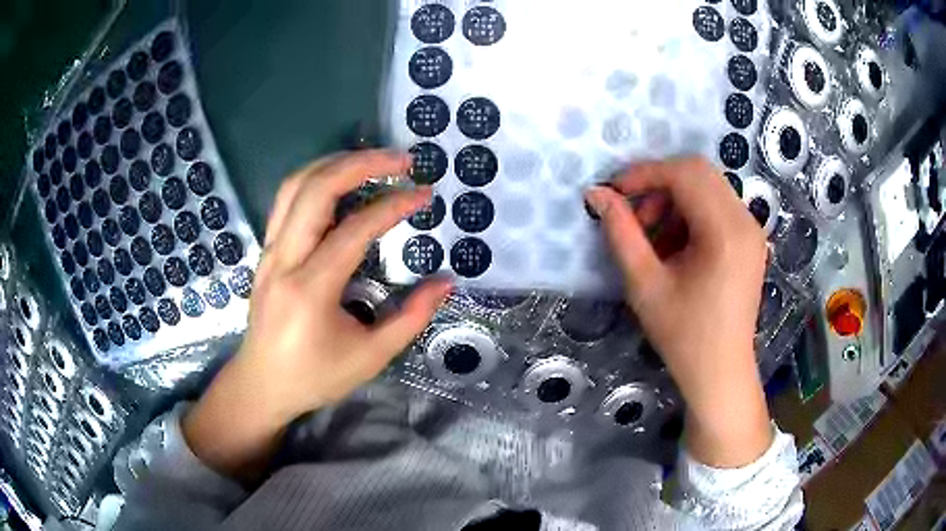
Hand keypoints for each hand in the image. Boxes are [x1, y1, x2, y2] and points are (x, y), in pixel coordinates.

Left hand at [183, 151, 451, 480]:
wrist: (261, 383)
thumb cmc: (314, 376)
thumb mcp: (369, 356)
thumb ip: (411, 317)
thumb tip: (446, 283)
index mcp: (310, 289)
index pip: (354, 230)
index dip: (393, 206)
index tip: (423, 194)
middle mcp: (284, 259)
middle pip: (316, 189)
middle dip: (361, 163)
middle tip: (400, 159)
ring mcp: (270, 251)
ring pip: (295, 185)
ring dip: (335, 163)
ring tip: (372, 160)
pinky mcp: (266, 250)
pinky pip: (287, 200)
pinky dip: (316, 179)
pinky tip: (339, 181)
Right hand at [585, 157, 772, 467]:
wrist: (720, 372)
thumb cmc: (683, 336)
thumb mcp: (644, 284)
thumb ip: (620, 233)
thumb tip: (597, 194)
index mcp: (725, 231)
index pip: (684, 174)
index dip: (644, 174)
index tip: (615, 192)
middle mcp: (746, 221)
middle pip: (699, 172)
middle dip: (660, 185)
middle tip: (636, 218)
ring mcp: (752, 230)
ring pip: (708, 187)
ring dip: (675, 200)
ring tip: (654, 238)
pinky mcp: (751, 240)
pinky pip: (718, 206)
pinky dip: (691, 213)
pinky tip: (676, 246)